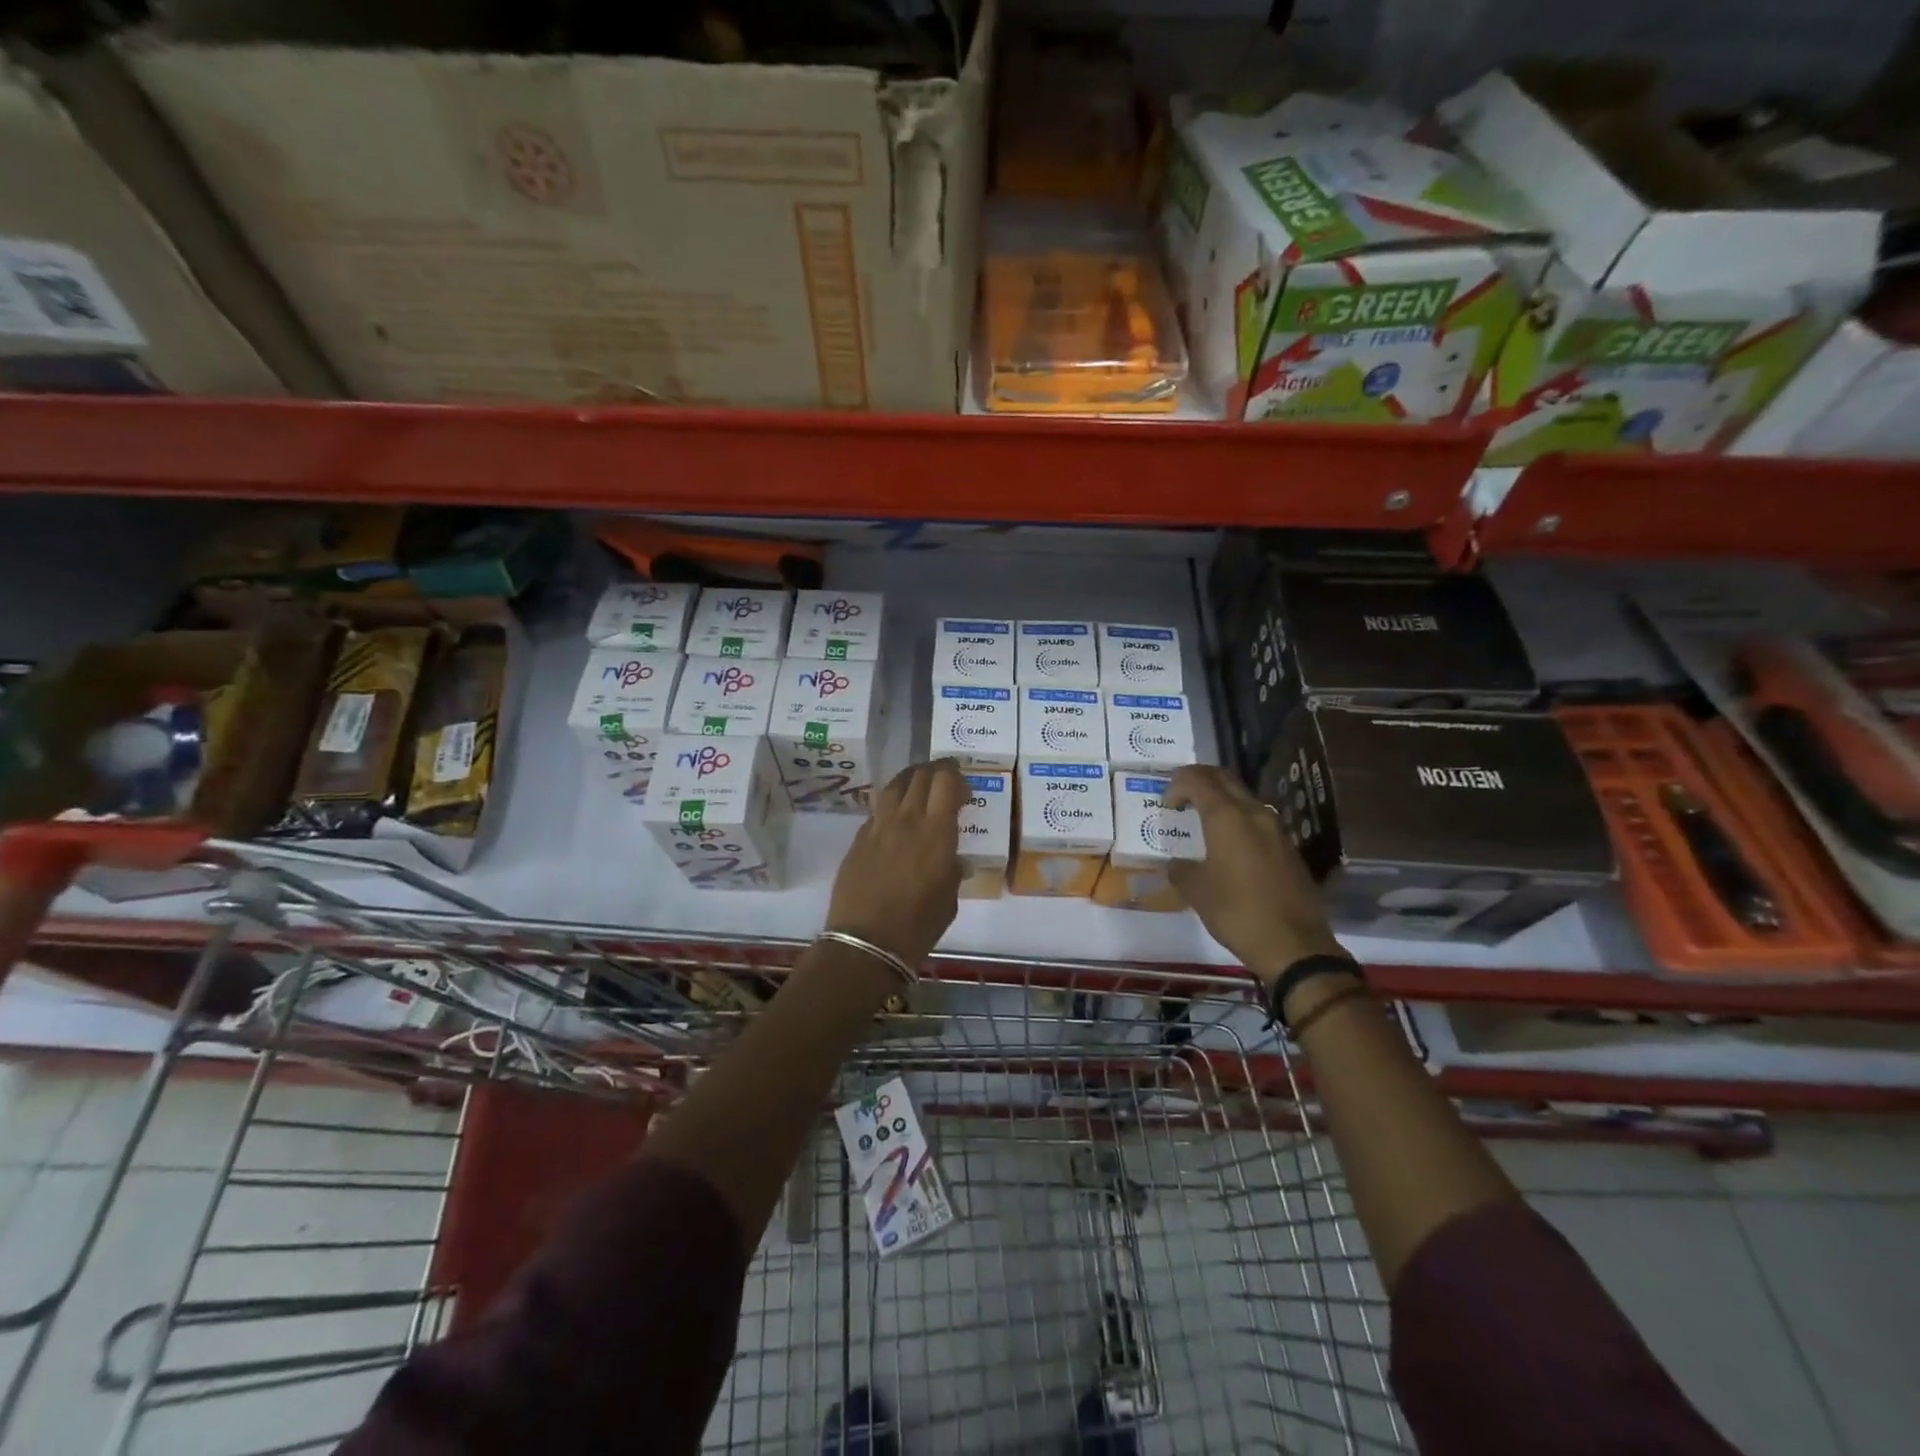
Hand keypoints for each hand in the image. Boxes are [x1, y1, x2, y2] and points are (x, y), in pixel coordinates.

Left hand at [826, 759, 966, 967]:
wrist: (866, 941)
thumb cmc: (918, 925)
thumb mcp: (949, 898)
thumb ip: (952, 871)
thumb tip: (954, 861)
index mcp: (937, 832)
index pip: (946, 782)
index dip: (956, 776)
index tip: (964, 786)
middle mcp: (907, 820)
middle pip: (920, 776)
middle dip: (936, 770)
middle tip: (945, 776)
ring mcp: (879, 826)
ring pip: (894, 785)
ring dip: (910, 778)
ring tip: (918, 783)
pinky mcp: (859, 839)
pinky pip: (877, 809)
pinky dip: (890, 803)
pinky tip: (895, 814)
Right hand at [1165, 765, 1344, 985]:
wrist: (1294, 945)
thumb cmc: (1237, 912)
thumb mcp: (1196, 892)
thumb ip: (1181, 870)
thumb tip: (1177, 864)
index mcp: (1227, 817)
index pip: (1198, 779)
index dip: (1177, 784)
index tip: (1167, 804)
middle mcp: (1254, 813)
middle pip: (1224, 779)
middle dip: (1200, 781)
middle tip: (1182, 799)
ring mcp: (1276, 829)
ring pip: (1244, 798)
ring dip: (1221, 800)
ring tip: (1203, 823)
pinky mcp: (1288, 848)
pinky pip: (1257, 820)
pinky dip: (1238, 820)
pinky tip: (1228, 847)